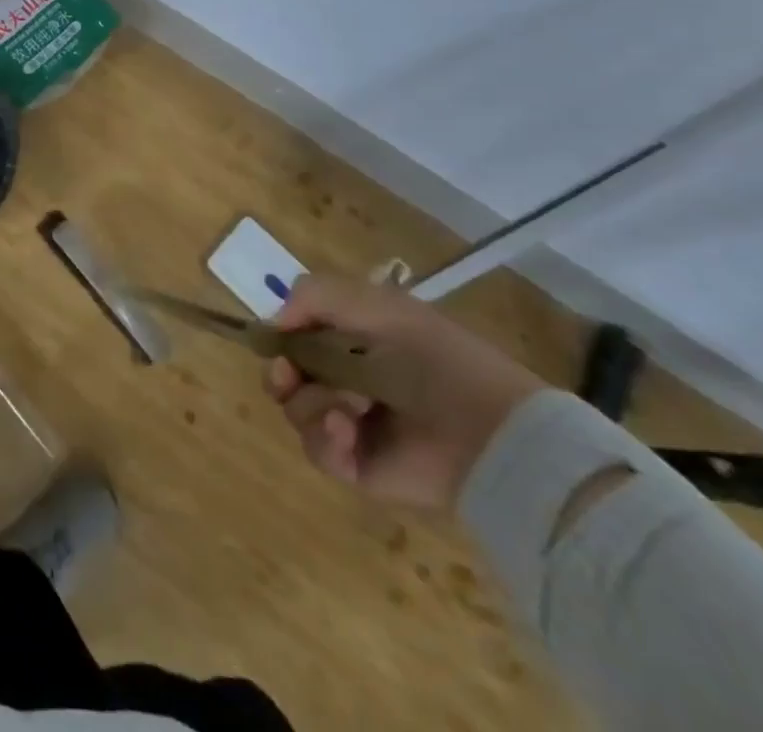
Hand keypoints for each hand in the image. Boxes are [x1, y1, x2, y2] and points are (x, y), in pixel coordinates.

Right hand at [266, 275, 542, 509]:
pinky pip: (318, 451)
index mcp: (354, 342)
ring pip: (297, 412)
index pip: (297, 337)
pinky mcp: (359, 467)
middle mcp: (347, 381)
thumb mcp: (375, 304)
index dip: (281, 339)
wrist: (489, 430)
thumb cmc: (433, 356)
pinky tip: (348, 431)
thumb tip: (273, 324)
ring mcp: (352, 426)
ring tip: (354, 406)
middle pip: (286, 378)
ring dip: (315, 403)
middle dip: (283, 375)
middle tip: (290, 377)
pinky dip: (327, 438)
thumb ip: (314, 295)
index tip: (277, 343)